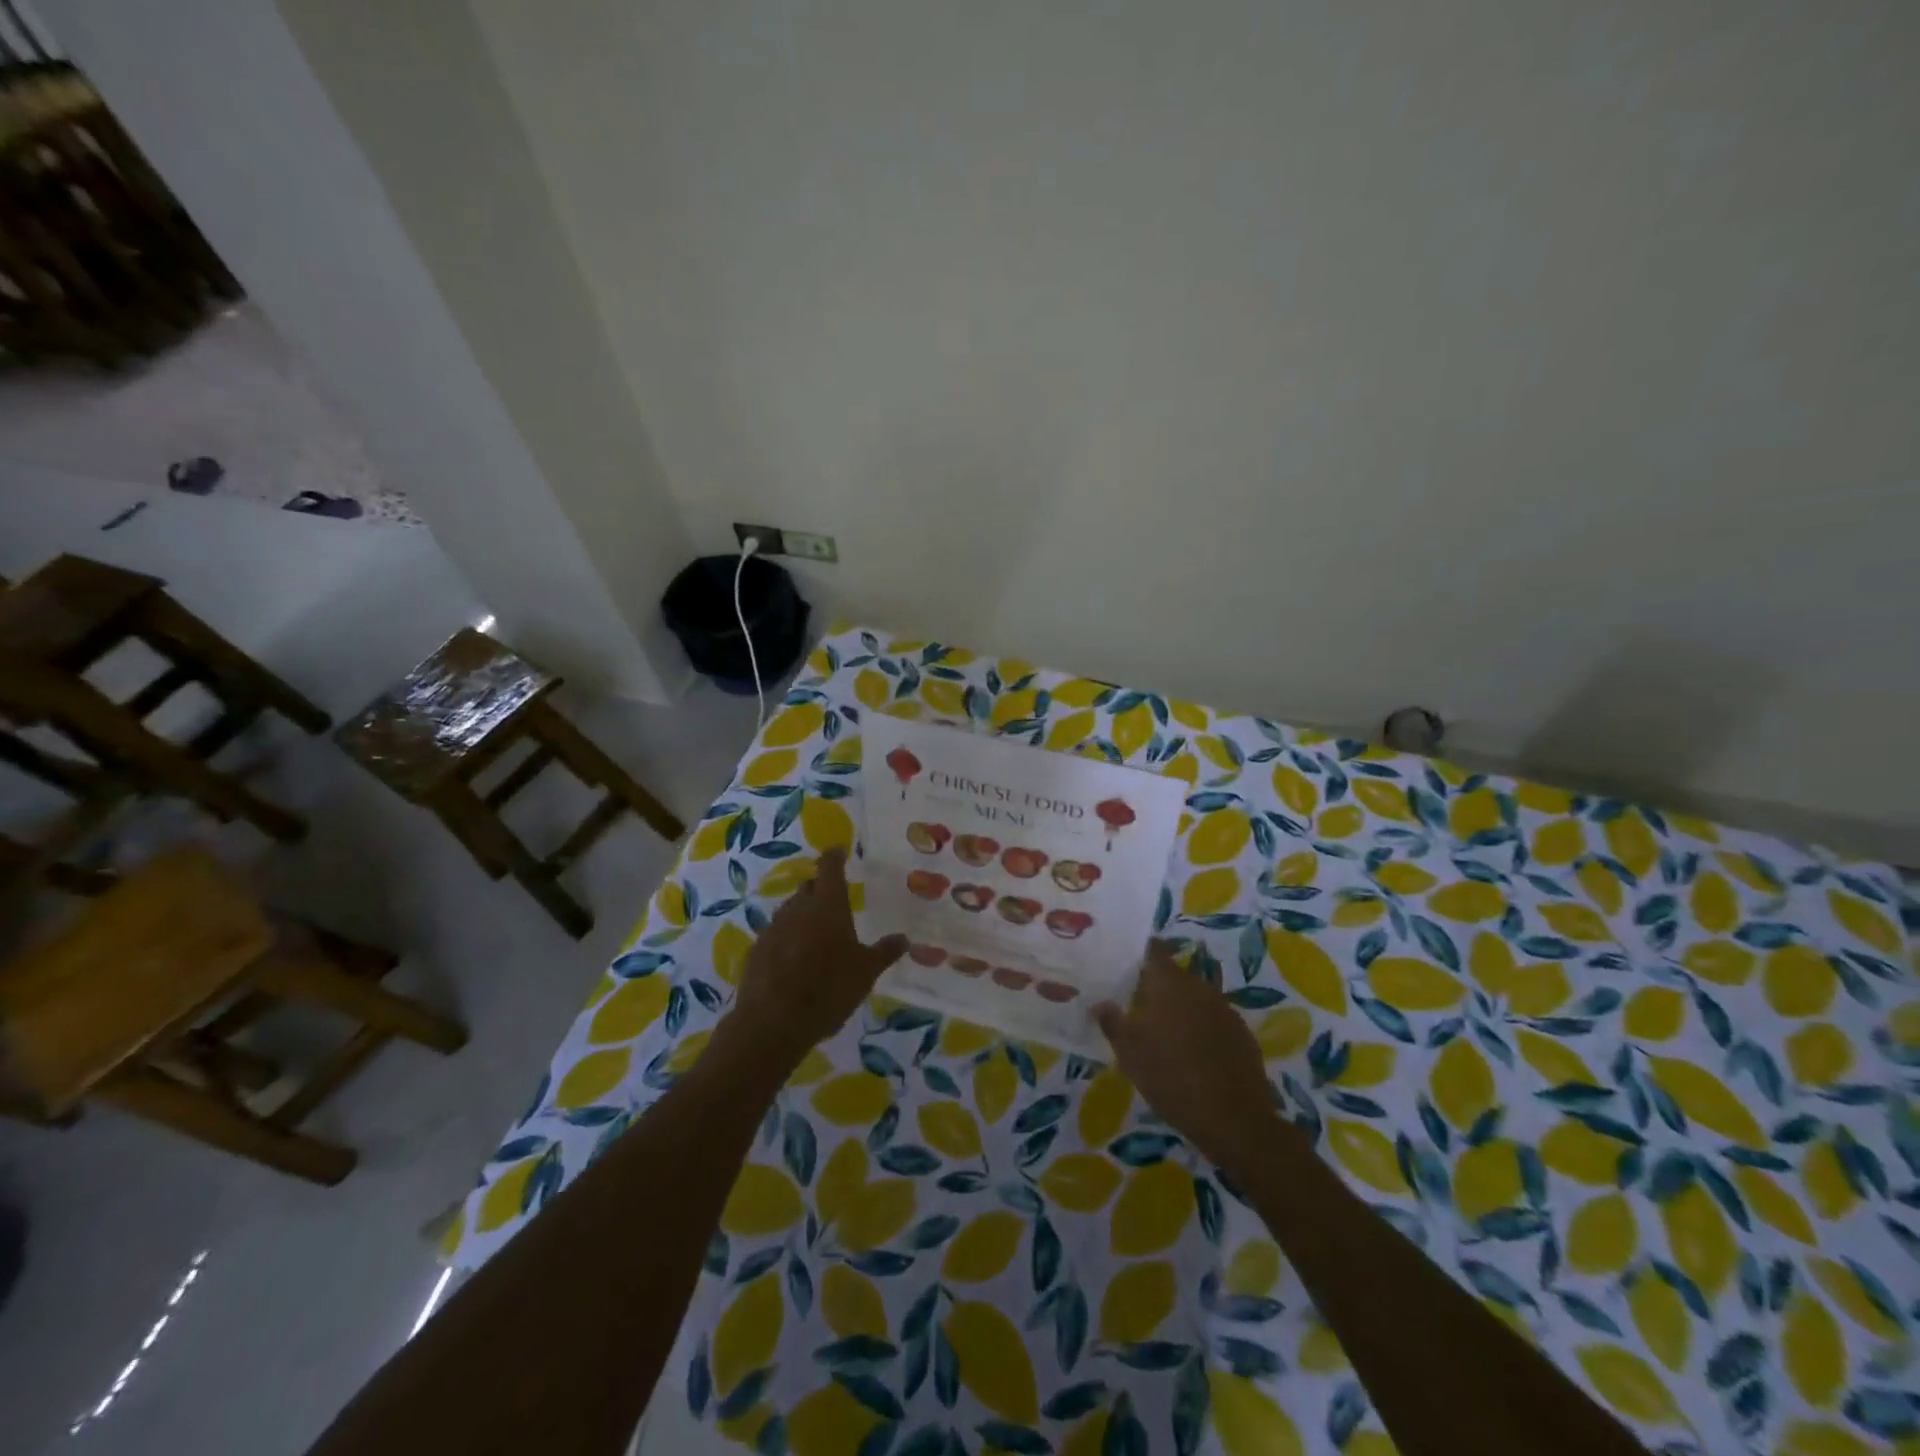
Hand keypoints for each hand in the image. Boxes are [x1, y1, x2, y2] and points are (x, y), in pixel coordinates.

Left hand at [722, 849, 908, 1067]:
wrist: (773, 1023)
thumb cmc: (828, 989)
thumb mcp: (866, 972)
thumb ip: (885, 952)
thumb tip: (904, 938)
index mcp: (828, 905)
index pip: (829, 867)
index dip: (834, 857)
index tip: (839, 851)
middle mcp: (798, 908)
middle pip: (808, 887)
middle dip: (820, 889)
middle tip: (834, 902)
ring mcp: (773, 928)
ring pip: (790, 910)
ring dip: (803, 914)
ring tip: (816, 934)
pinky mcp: (757, 950)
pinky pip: (776, 934)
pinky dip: (787, 938)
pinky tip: (795, 959)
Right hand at [1094, 942, 1284, 1178]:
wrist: (1234, 1119)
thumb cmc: (1171, 1078)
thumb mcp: (1130, 1054)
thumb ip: (1112, 1023)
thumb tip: (1100, 1003)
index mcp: (1169, 984)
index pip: (1154, 951)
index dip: (1140, 952)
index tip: (1126, 960)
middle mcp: (1198, 987)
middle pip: (1174, 976)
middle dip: (1157, 986)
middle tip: (1139, 1004)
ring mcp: (1224, 1009)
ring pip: (1195, 997)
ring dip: (1180, 1007)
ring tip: (1165, 1031)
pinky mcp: (1242, 1033)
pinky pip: (1214, 1019)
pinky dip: (1201, 1027)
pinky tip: (1193, 1051)